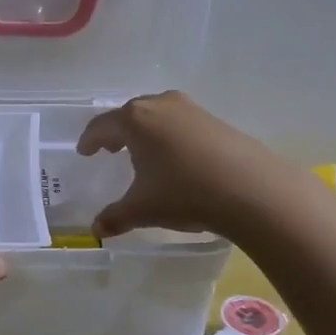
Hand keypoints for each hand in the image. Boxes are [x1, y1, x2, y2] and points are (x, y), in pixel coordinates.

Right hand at [77, 91, 299, 239]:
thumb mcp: (143, 209)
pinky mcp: (215, 120)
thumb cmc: (184, 192)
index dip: (90, 140)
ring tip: (142, 152)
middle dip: (117, 131)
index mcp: (135, 120)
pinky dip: (170, 136)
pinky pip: (180, 123)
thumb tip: (96, 230)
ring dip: (145, 132)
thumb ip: (116, 217)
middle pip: (130, 114)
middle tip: (109, 149)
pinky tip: (176, 157)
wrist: (251, 188)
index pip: (102, 126)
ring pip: (158, 115)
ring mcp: (191, 109)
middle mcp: (161, 105)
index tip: (84, 151)